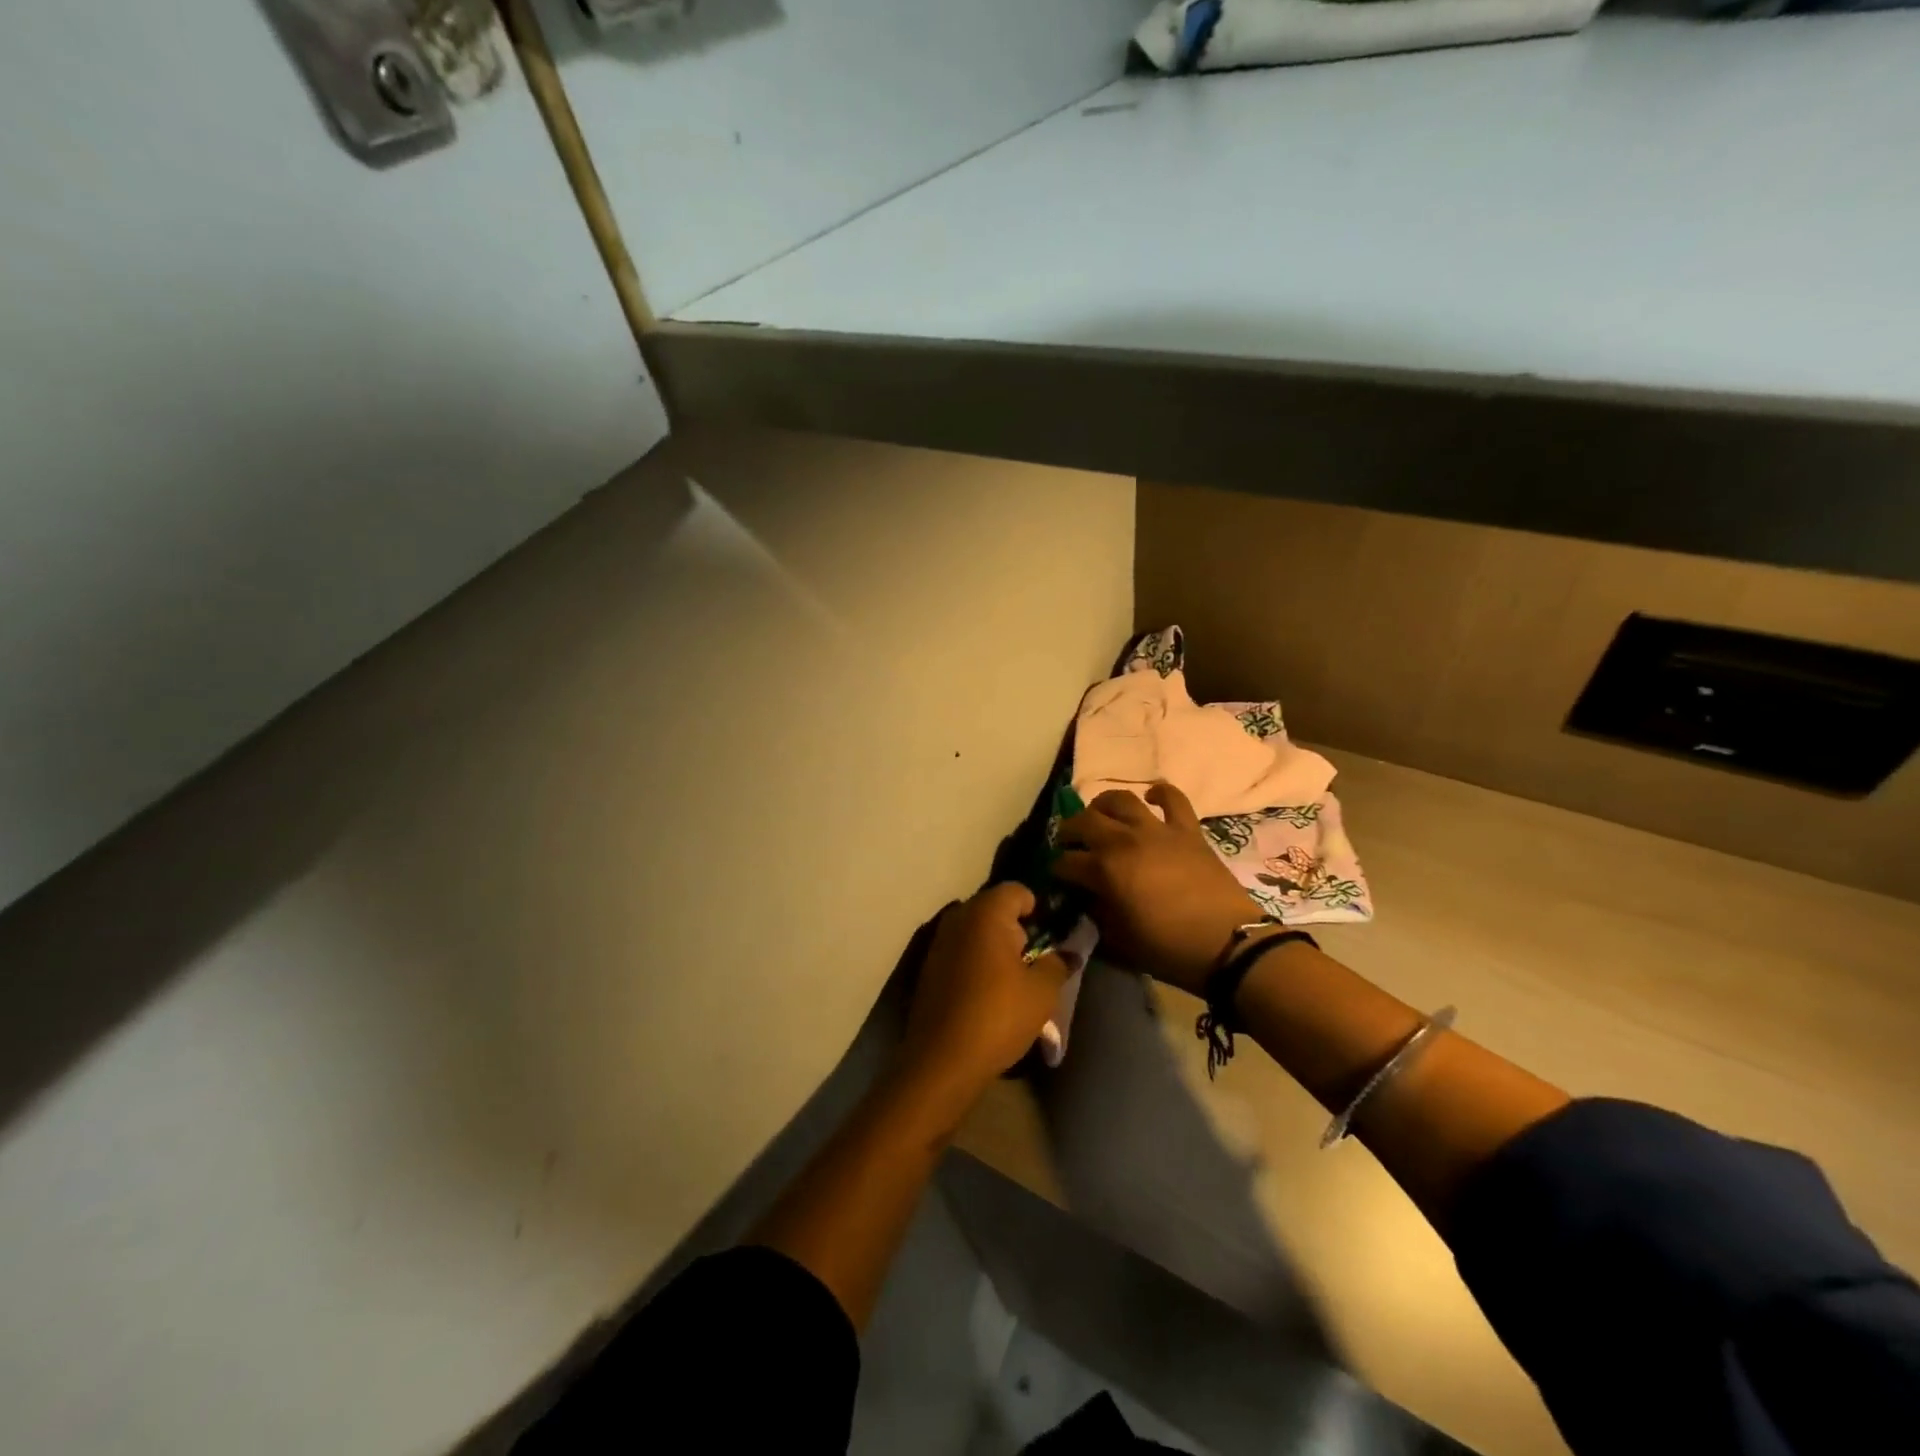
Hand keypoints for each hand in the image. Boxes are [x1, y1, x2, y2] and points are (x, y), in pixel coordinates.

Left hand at [900, 884, 1067, 1094]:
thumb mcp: (1043, 991)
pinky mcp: (929, 966)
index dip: (1039, 909)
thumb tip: (1068, 952)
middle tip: (1036, 958)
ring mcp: (939, 941)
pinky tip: (988, 991)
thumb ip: (1059, 963)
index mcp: (986, 913)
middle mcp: (958, 917)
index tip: (1052, 936)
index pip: (1018, 891)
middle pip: (995, 908)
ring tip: (1014, 978)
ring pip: (976, 930)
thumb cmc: (999, 1016)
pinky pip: (961, 950)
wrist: (943, 1060)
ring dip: (996, 945)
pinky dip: (977, 960)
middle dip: (1017, 927)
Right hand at [1054, 784, 1257, 993]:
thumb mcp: (1119, 941)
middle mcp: (1124, 840)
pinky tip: (1150, 798)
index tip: (1058, 878)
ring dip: (1103, 805)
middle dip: (1069, 831)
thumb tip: (1086, 898)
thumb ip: (1096, 914)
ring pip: (1120, 799)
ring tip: (1100, 816)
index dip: (1057, 870)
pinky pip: (1173, 798)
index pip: (1066, 862)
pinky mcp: (1187, 829)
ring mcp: (1157, 830)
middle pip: (1084, 821)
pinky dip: (1159, 793)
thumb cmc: (1168, 949)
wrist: (1228, 944)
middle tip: (1069, 843)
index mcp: (1104, 870)